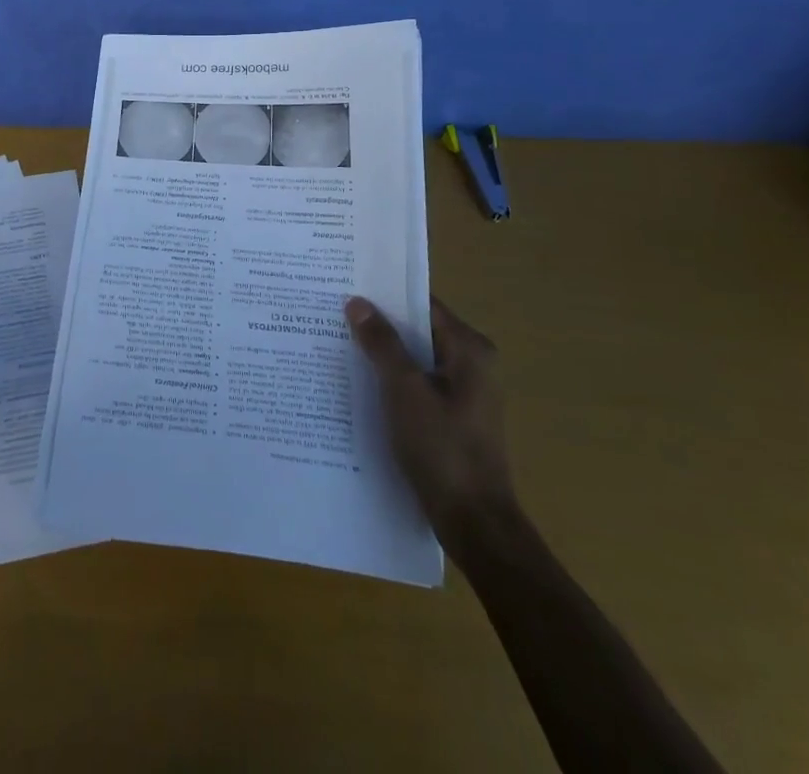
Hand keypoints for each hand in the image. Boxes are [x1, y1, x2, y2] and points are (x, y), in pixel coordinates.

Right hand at [345, 295, 516, 549]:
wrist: (474, 523)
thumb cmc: (442, 448)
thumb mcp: (404, 390)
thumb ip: (381, 343)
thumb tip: (358, 302)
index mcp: (469, 349)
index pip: (422, 304)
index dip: (385, 294)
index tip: (347, 284)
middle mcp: (472, 364)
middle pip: (418, 330)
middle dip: (379, 324)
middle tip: (333, 312)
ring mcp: (464, 393)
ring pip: (415, 359)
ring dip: (382, 353)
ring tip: (336, 342)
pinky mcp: (453, 418)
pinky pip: (417, 384)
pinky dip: (391, 380)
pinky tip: (358, 383)